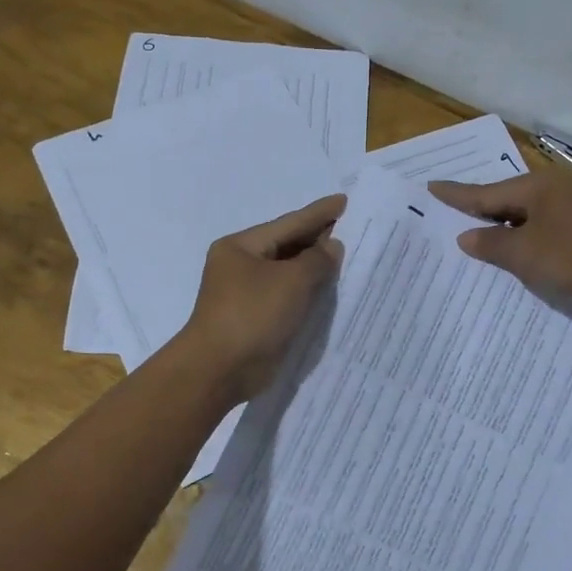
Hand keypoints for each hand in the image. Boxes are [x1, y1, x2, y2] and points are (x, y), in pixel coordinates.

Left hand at [180, 193, 346, 401]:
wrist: (219, 370)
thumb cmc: (252, 315)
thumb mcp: (291, 281)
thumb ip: (317, 259)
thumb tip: (331, 246)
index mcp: (241, 247)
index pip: (288, 223)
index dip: (319, 213)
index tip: (344, 201)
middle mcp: (240, 265)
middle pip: (286, 246)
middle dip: (317, 239)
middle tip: (351, 228)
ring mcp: (245, 293)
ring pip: (287, 272)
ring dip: (314, 267)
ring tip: (346, 256)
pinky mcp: (254, 319)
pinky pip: (286, 296)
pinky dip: (306, 291)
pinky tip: (329, 289)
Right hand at [428, 170, 571, 312]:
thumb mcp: (524, 254)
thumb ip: (491, 244)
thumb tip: (466, 237)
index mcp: (537, 186)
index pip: (486, 192)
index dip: (457, 194)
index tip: (432, 186)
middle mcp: (557, 189)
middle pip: (509, 199)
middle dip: (483, 209)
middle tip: (454, 211)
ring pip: (529, 214)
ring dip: (506, 226)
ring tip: (481, 234)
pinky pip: (547, 227)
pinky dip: (528, 237)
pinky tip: (521, 249)